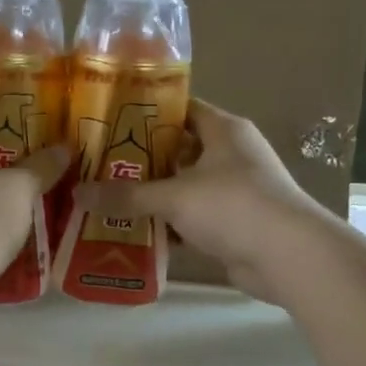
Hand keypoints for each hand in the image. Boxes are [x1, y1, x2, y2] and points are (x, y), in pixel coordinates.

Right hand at [80, 100, 328, 302]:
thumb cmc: (233, 206)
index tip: (108, 122)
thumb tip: (77, 193)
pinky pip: (191, 216)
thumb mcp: (173, 196)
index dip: (145, 113)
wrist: (288, 256)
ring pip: (183, 185)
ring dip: (152, 194)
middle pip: (177, 149)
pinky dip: (167, 224)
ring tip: (107, 196)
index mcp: (223, 130)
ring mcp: (233, 190)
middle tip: (98, 164)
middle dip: (140, 159)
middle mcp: (230, 153)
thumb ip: (125, 195)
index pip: (179, 109)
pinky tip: (133, 231)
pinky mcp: (233, 223)